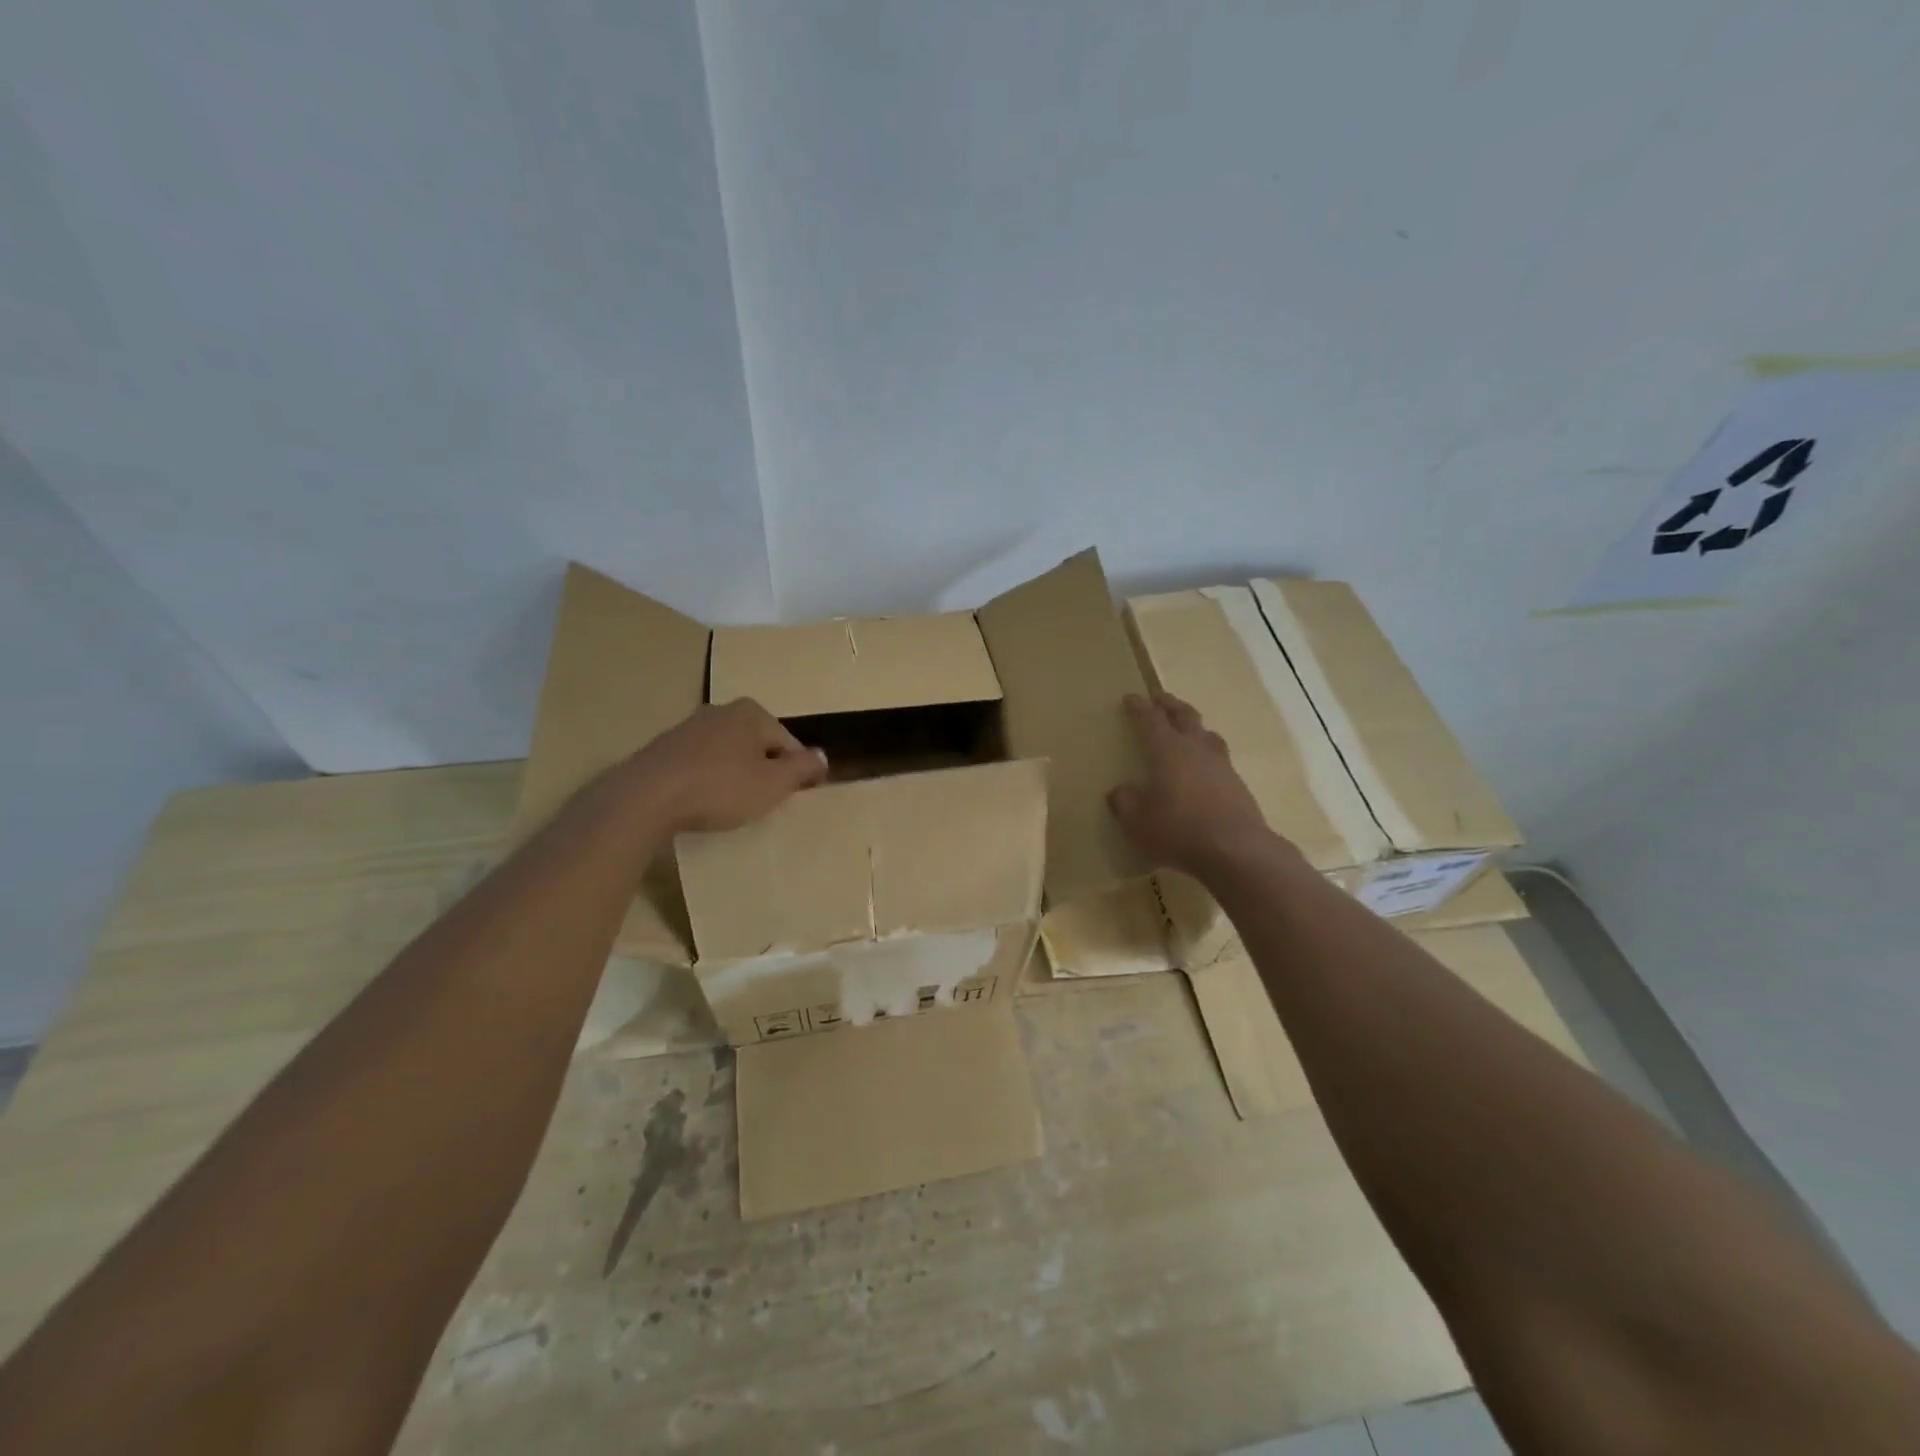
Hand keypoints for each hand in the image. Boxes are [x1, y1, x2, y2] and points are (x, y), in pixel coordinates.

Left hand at [620, 698, 828, 833]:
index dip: (797, 772)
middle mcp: (721, 710)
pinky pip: (700, 763)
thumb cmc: (721, 788)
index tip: (795, 798)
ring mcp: (689, 727)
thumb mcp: (774, 784)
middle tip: (764, 803)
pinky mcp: (664, 748)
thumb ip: (802, 768)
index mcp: (752, 713)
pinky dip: (707, 779)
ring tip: (732, 806)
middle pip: (757, 745)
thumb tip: (822, 756)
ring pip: (728, 753)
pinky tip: (702, 802)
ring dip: (735, 775)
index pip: (789, 743)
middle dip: (764, 770)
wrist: (646, 797)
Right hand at [1107, 691, 1275, 876]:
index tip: (1130, 698)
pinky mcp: (1238, 784)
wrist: (1235, 849)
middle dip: (1170, 705)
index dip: (1139, 708)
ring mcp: (1221, 764)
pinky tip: (1204, 768)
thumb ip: (1124, 802)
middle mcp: (1195, 748)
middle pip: (1184, 716)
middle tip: (1160, 699)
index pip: (1150, 720)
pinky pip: (1220, 758)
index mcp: (1166, 750)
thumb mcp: (1137, 820)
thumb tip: (1120, 791)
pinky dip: (1208, 755)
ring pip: (1207, 734)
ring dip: (1194, 726)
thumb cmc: (1177, 829)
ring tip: (1188, 729)